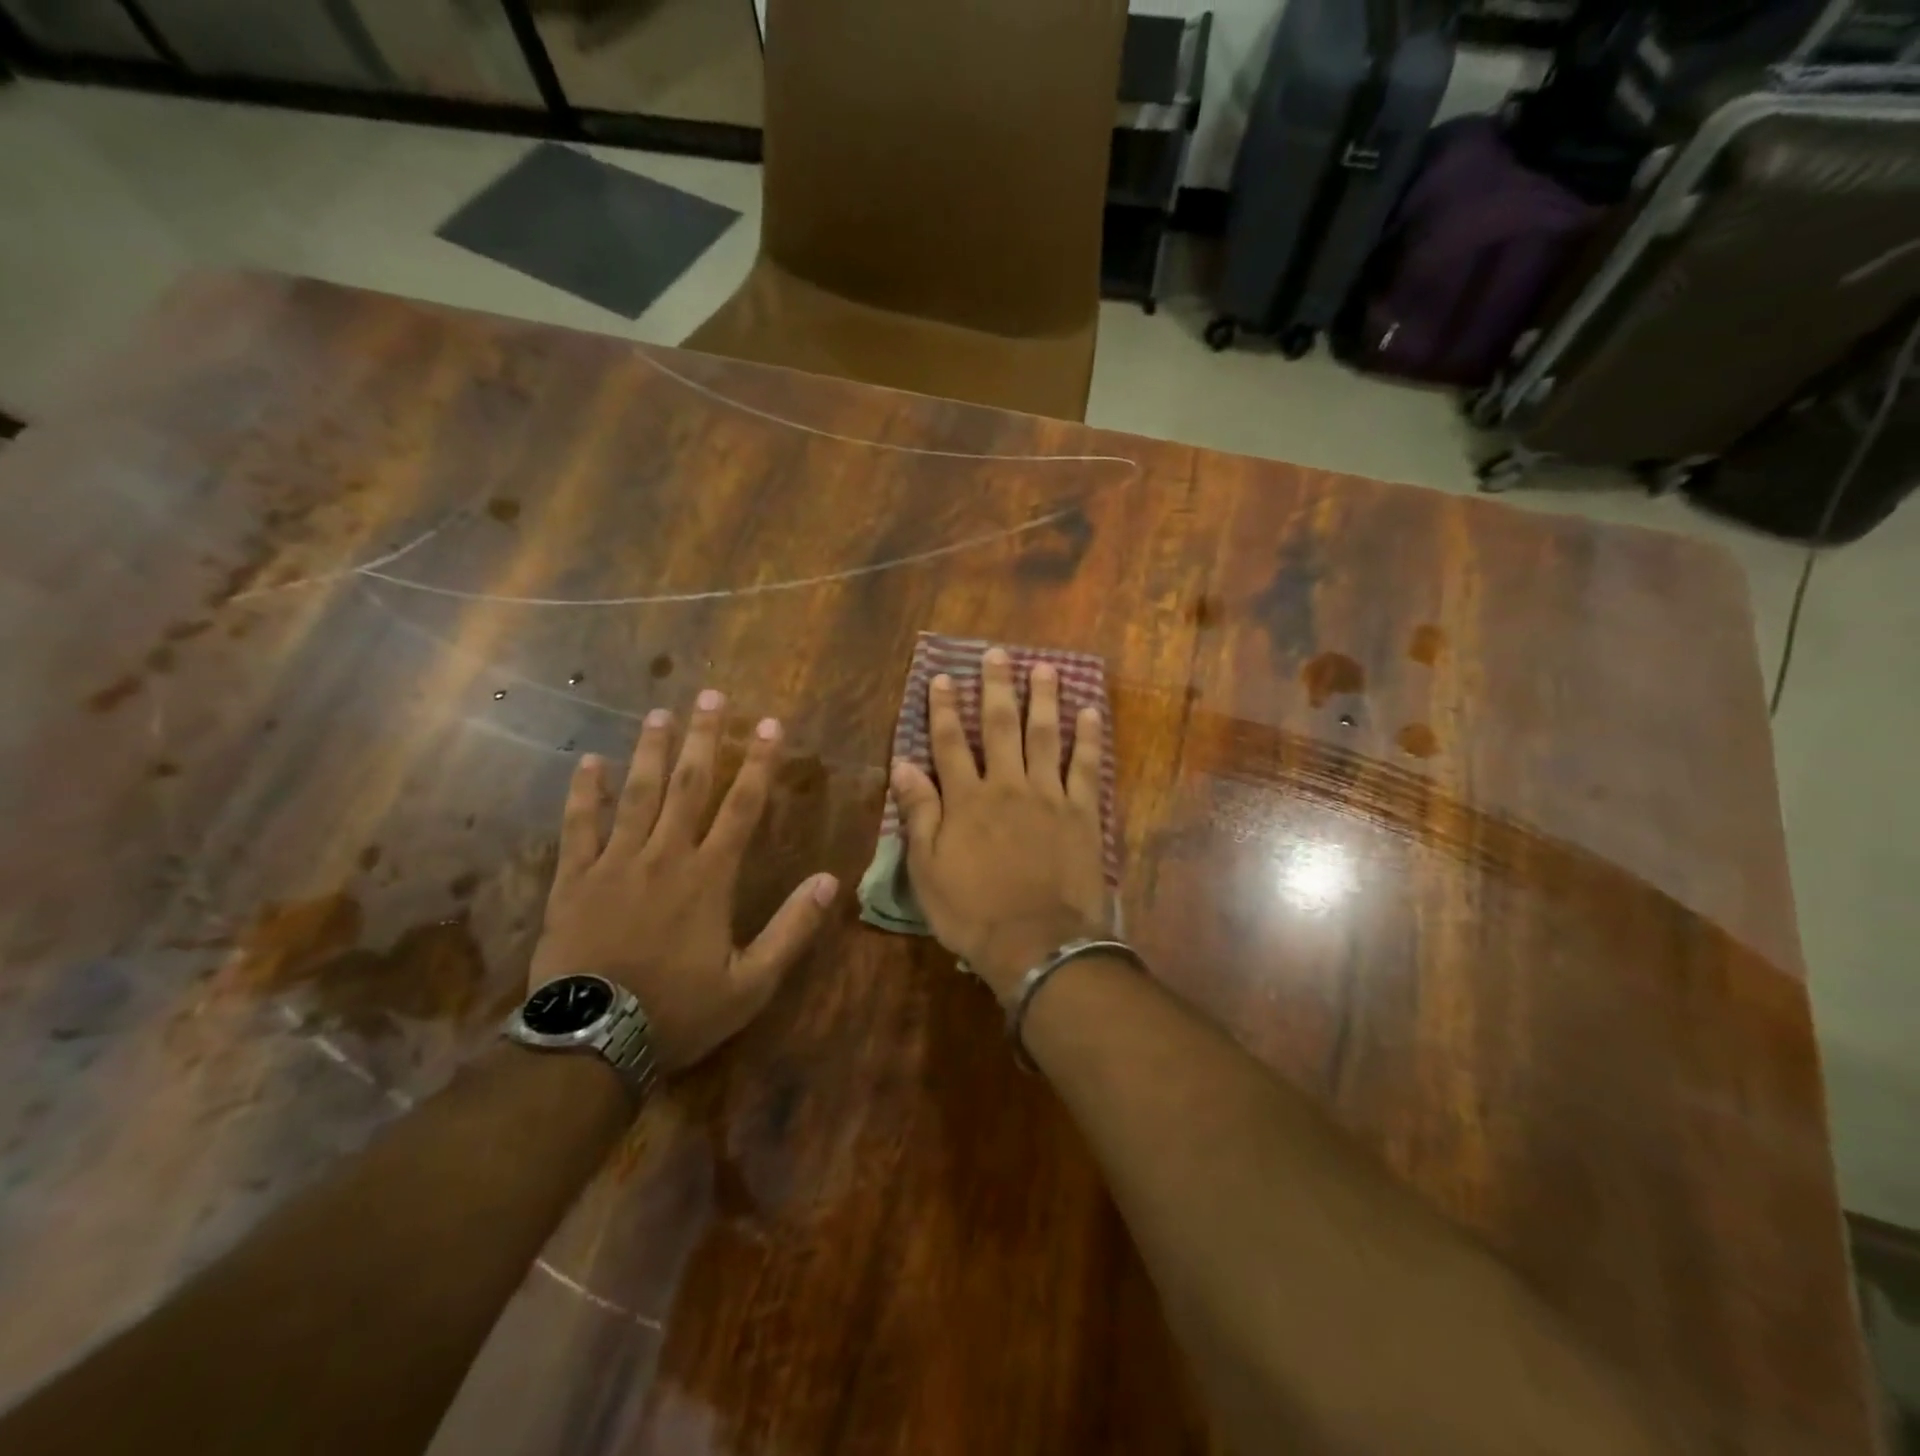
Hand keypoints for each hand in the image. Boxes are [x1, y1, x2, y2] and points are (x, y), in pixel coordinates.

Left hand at [529, 689, 838, 1070]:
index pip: (742, 807)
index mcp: (709, 877)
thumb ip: (791, 929)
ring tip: (660, 713)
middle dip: (704, 738)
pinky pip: (579, 827)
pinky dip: (585, 793)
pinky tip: (590, 762)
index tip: (769, 724)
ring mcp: (615, 864)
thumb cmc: (678, 1011)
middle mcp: (665, 856)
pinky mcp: (574, 881)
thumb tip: (829, 881)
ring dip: (652, 752)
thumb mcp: (750, 983)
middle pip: (689, 786)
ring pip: (637, 795)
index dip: (758, 763)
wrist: (591, 1042)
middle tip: (711, 695)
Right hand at [890, 648, 1107, 1000]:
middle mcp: (1007, 785)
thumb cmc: (973, 911)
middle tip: (998, 653)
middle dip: (996, 687)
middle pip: (1001, 726)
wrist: (1036, 942)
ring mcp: (1049, 795)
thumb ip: (919, 812)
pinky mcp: (1083, 813)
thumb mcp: (927, 868)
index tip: (942, 677)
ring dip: (1044, 699)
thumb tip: (903, 765)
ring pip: (1045, 736)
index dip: (944, 708)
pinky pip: (1087, 767)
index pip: (950, 743)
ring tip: (1045, 668)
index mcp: (967, 799)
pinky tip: (1089, 712)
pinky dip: (1088, 738)